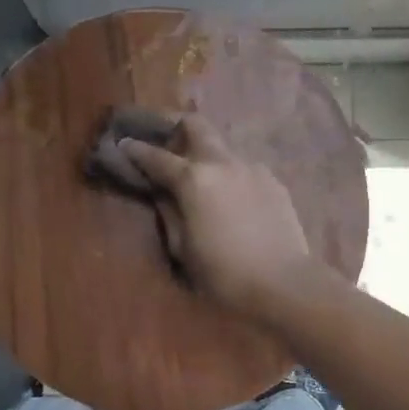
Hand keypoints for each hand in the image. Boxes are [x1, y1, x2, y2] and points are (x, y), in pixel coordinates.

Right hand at [120, 115, 320, 318]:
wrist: (284, 283)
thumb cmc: (223, 273)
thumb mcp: (182, 248)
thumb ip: (169, 212)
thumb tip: (161, 193)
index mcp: (193, 179)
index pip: (156, 157)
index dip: (136, 149)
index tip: (123, 144)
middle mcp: (222, 162)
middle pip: (196, 126)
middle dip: (175, 127)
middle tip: (164, 143)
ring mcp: (252, 168)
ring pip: (222, 148)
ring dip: (205, 155)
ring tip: (200, 180)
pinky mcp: (273, 181)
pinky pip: (243, 169)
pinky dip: (229, 175)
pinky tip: (230, 200)